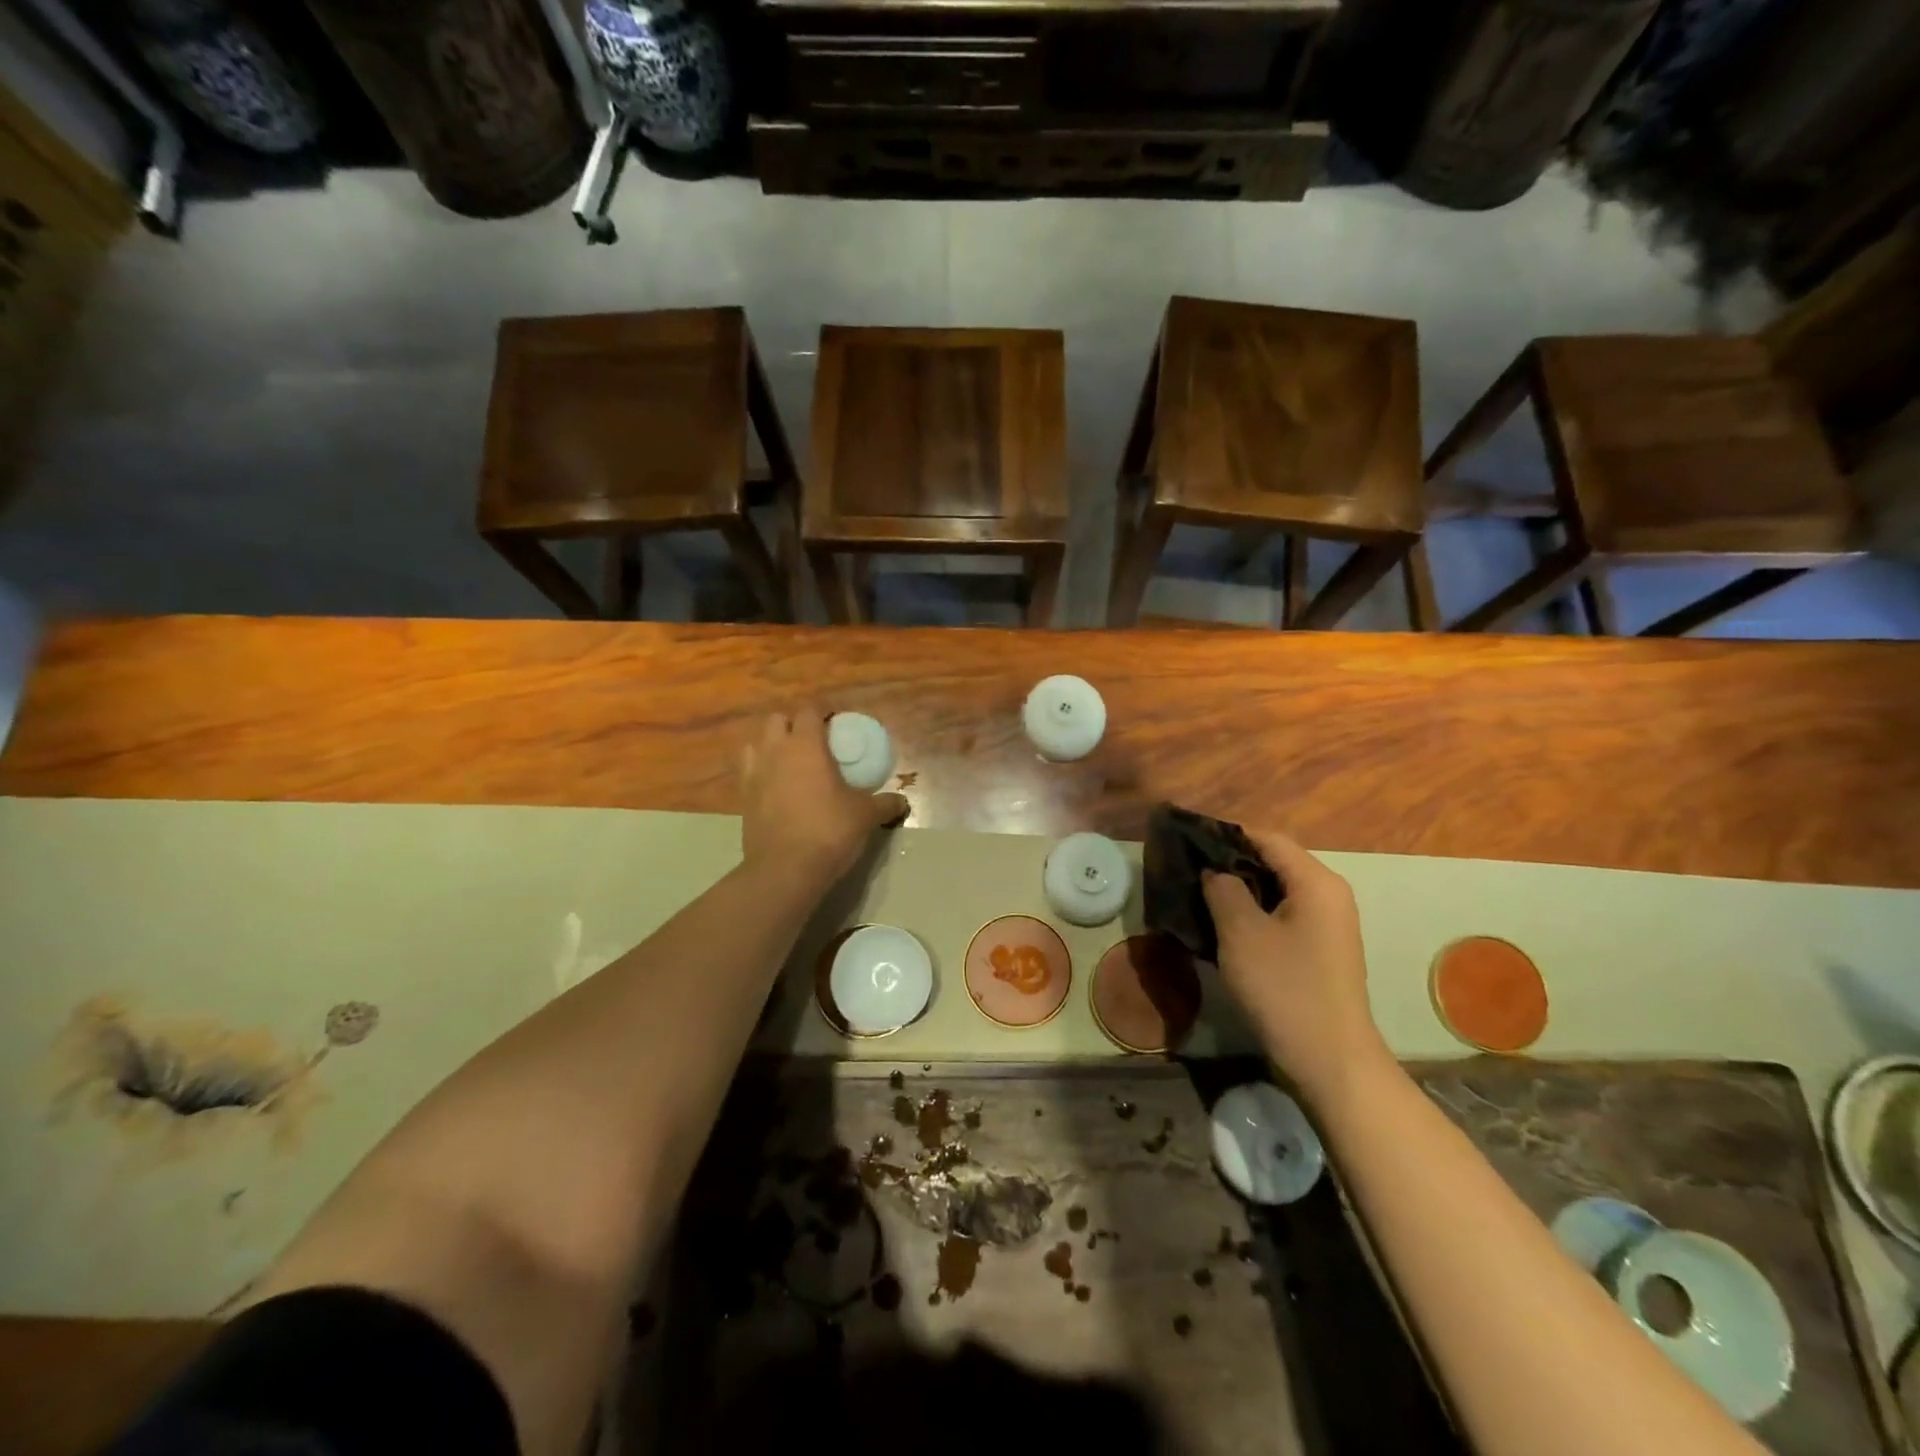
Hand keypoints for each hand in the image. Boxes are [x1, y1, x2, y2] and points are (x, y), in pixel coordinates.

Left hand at [740, 709, 907, 889]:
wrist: (785, 869)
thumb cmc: (829, 831)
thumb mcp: (865, 816)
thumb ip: (885, 804)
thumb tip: (903, 802)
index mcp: (806, 745)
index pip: (809, 711)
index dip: (822, 714)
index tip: (835, 725)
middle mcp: (775, 751)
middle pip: (776, 720)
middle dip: (792, 725)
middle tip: (812, 743)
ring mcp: (754, 774)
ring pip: (755, 743)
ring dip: (770, 746)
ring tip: (788, 763)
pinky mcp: (742, 798)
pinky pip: (748, 773)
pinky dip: (760, 773)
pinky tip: (776, 789)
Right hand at [1202, 827, 1392, 1107]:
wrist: (1328, 1059)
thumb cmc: (1284, 987)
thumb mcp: (1241, 933)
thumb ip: (1223, 889)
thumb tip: (1214, 871)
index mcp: (1316, 882)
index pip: (1267, 838)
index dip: (1226, 834)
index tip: (1188, 839)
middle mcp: (1328, 894)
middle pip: (1273, 861)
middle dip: (1231, 862)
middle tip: (1188, 868)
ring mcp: (1328, 924)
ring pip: (1276, 890)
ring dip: (1239, 889)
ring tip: (1198, 894)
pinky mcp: (1320, 949)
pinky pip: (1282, 915)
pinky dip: (1253, 912)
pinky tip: (1223, 925)